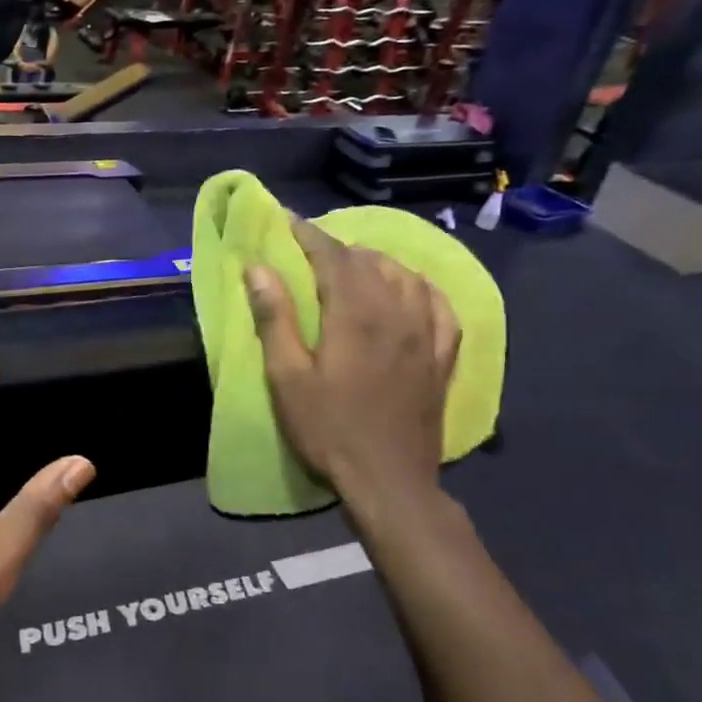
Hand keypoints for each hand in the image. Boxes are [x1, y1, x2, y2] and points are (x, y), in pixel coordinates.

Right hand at [246, 218, 460, 517]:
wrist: (388, 480)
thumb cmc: (328, 429)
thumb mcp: (287, 377)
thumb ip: (275, 318)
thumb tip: (258, 268)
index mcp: (355, 315)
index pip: (334, 257)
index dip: (309, 235)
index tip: (289, 221)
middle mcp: (398, 313)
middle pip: (370, 263)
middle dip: (338, 248)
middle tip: (310, 248)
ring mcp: (428, 334)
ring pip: (407, 277)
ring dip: (378, 262)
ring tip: (355, 265)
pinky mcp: (443, 357)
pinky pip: (441, 306)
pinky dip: (421, 288)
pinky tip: (412, 290)